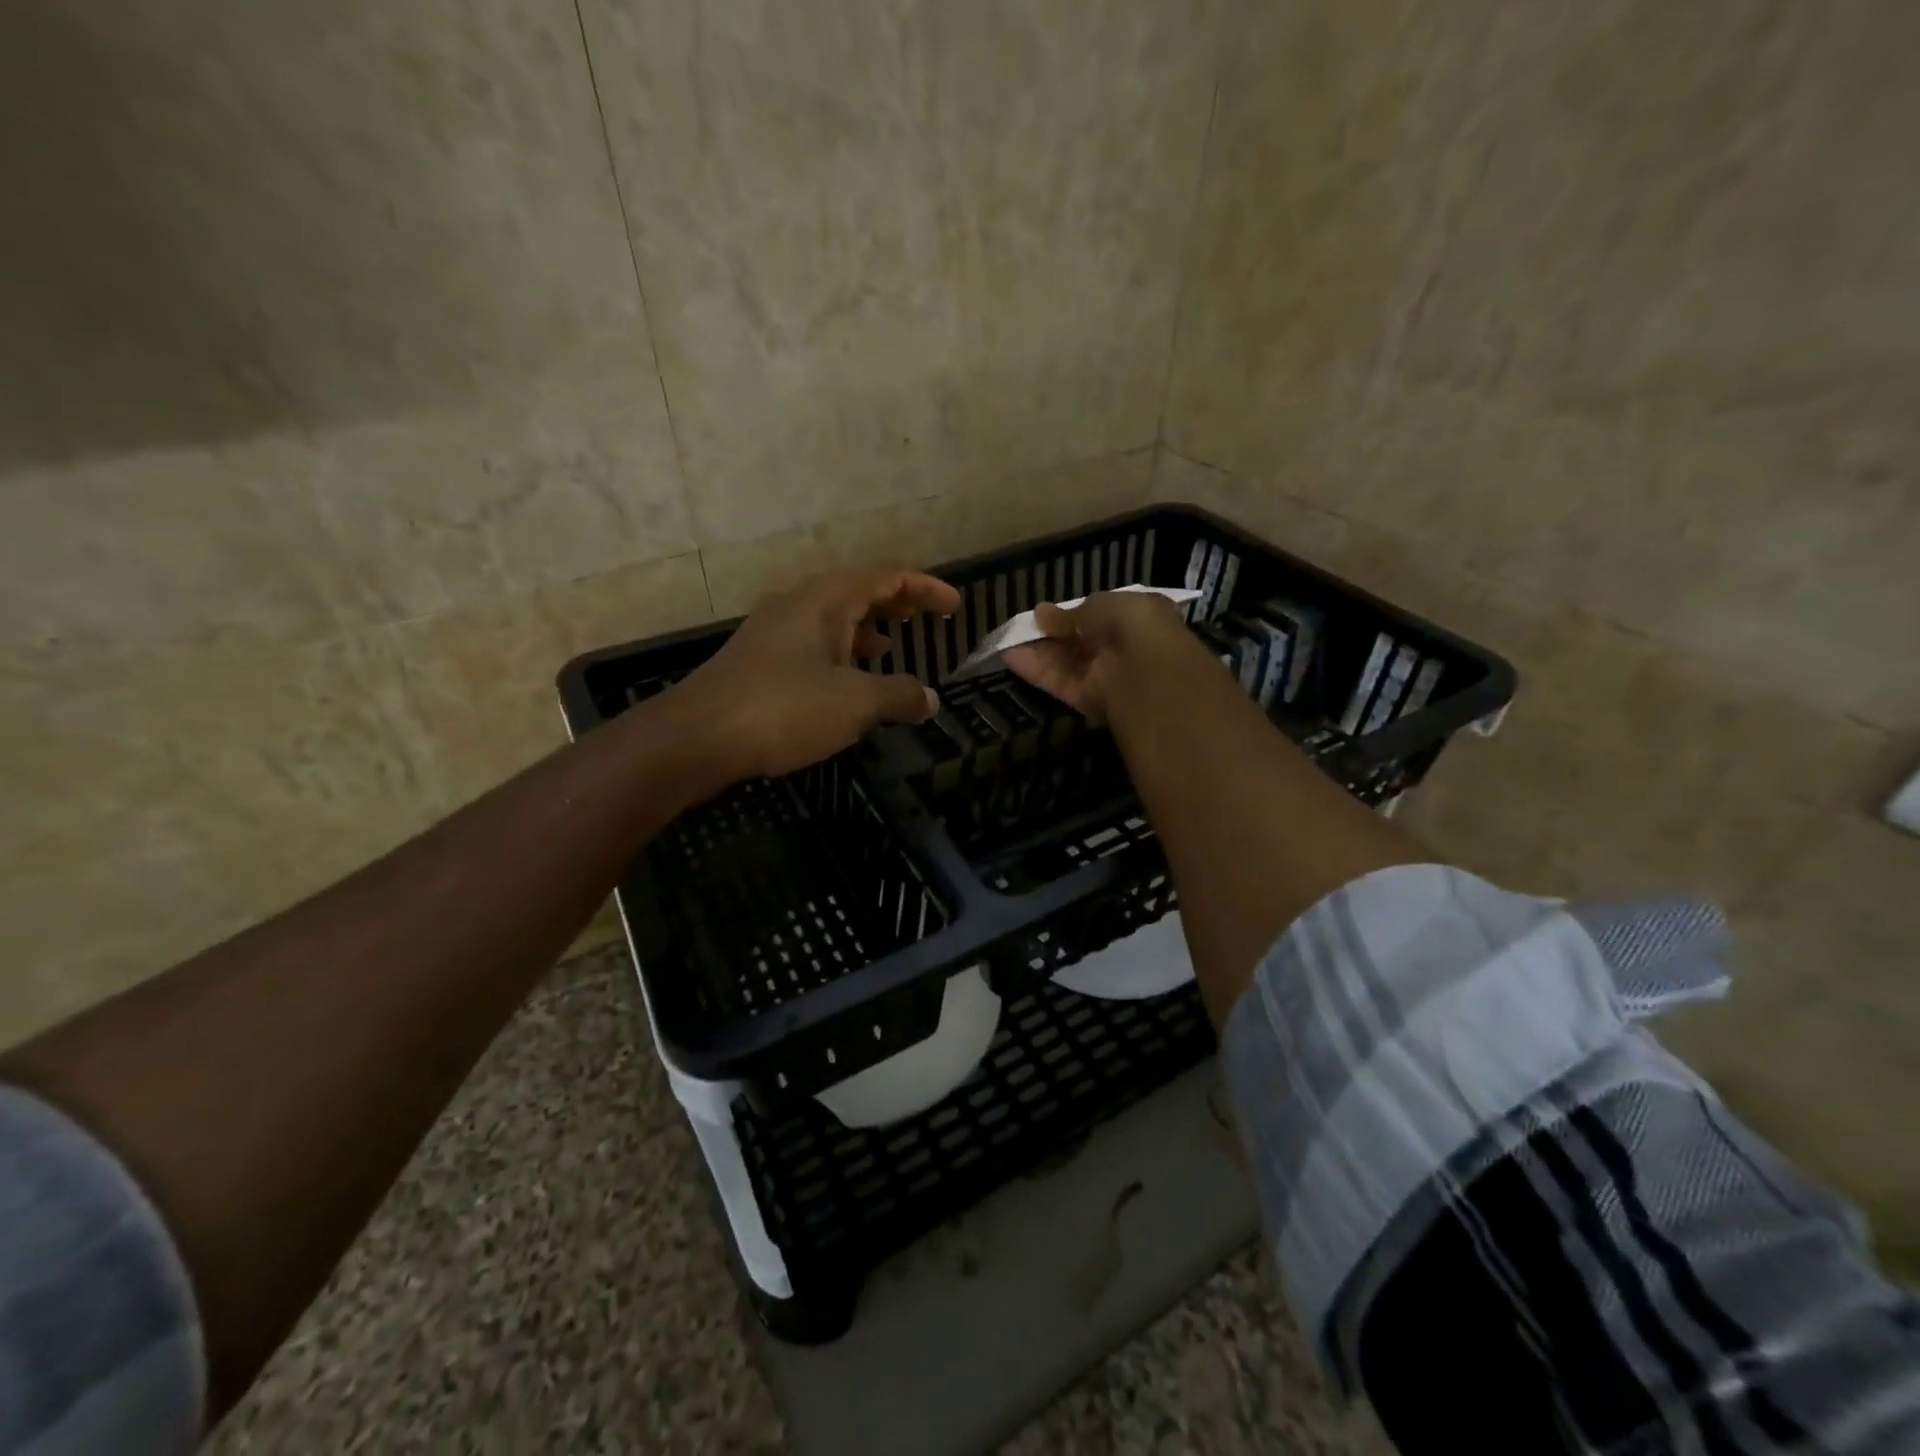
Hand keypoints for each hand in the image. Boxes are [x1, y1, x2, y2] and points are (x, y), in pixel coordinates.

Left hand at [671, 568, 961, 778]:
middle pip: (859, 592)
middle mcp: (800, 605)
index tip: (956, 606)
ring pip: (835, 619)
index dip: (926, 588)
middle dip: (897, 603)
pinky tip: (849, 682)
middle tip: (928, 619)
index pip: (887, 578)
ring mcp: (776, 633)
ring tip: (895, 647)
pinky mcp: (762, 661)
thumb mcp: (854, 703)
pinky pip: (815, 645)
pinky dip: (843, 655)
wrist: (696, 738)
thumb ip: (899, 695)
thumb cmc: (782, 709)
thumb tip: (931, 699)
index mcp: (826, 601)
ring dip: (869, 630)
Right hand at [1002, 591, 1194, 723]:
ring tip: (1008, 640)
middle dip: (1053, 633)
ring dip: (1039, 652)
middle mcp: (1123, 648)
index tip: (1045, 612)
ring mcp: (1107, 677)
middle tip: (1023, 626)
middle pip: (1081, 641)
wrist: (1150, 675)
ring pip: (1068, 663)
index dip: (1074, 613)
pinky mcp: (1090, 700)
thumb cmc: (1134, 626)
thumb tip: (1042, 614)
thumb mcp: (1102, 605)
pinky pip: (1061, 683)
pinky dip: (1037, 672)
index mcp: (1138, 619)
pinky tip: (1010, 657)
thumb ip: (1071, 613)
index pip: (1102, 615)